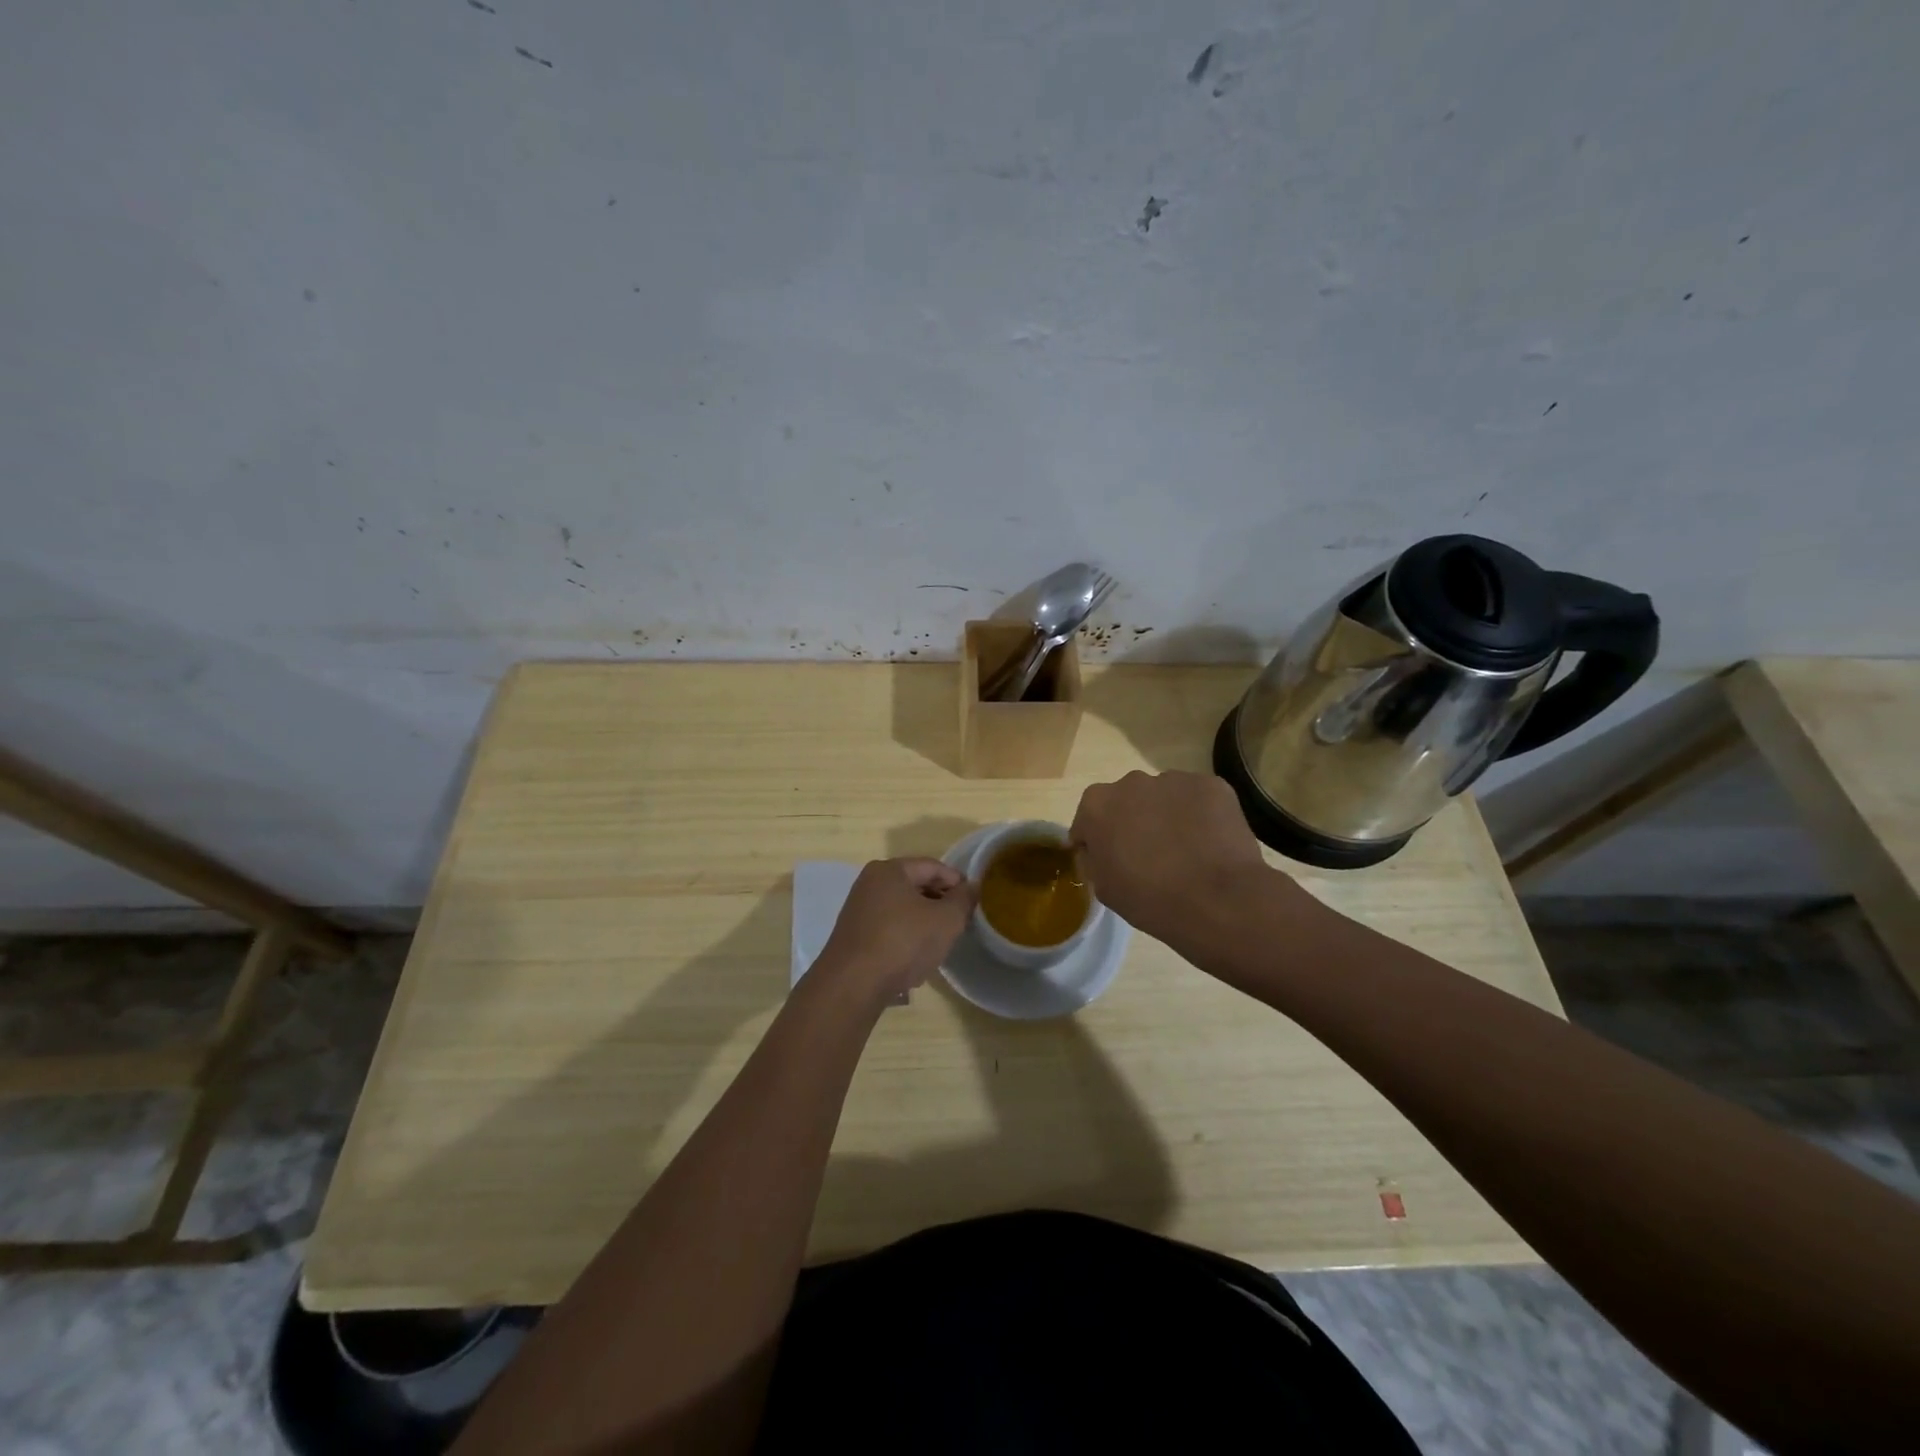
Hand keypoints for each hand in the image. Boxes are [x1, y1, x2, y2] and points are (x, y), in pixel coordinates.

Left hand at [815, 858, 975, 1006]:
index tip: (973, 901)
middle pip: (915, 885)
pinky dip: (906, 935)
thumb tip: (971, 887)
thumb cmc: (903, 942)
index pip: (932, 866)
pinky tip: (916, 956)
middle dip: (940, 901)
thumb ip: (963, 900)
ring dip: (924, 920)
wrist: (853, 984)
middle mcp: (870, 883)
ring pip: (902, 908)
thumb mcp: (946, 920)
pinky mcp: (853, 935)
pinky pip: (888, 927)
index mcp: (890, 870)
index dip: (957, 881)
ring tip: (941, 940)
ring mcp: (858, 909)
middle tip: (960, 921)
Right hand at [1071, 770, 1295, 951]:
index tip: (1110, 861)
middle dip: (1133, 821)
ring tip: (1185, 851)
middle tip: (1149, 855)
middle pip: (1127, 800)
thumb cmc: (1150, 899)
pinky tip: (1208, 844)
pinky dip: (1200, 816)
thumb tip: (1100, 850)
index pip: (1088, 819)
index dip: (1097, 841)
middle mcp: (1131, 782)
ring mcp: (1174, 780)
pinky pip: (1198, 799)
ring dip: (1167, 816)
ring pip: (1164, 796)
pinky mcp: (1211, 785)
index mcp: (1097, 805)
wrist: (1218, 901)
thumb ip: (1094, 859)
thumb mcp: (1104, 888)